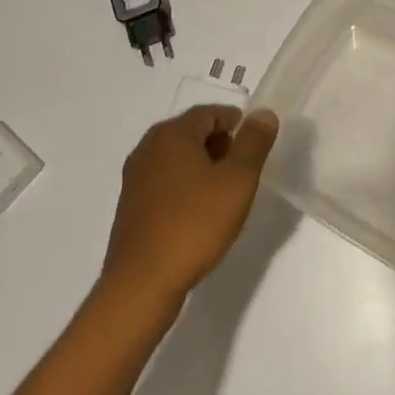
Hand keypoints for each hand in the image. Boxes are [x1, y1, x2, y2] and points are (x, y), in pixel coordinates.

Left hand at [102, 105, 279, 309]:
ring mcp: (135, 178)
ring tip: (226, 192)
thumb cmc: (195, 223)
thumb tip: (263, 113)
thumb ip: (254, 142)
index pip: (209, 113)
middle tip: (245, 168)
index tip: (255, 143)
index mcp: (172, 134)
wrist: (143, 281)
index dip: (236, 122)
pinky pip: (165, 181)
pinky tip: (200, 212)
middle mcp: (148, 148)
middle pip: (191, 132)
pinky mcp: (131, 205)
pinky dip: (185, 185)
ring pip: (177, 158)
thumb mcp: (238, 180)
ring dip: (203, 166)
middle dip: (220, 144)